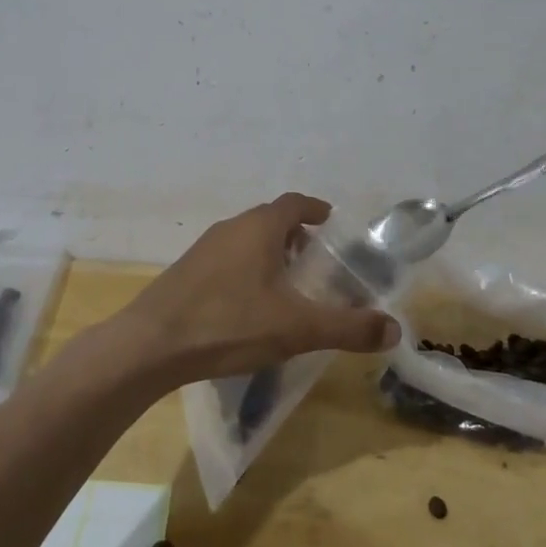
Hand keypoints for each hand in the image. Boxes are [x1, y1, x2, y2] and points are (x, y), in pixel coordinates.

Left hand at [110, 193, 400, 388]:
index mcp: (259, 228)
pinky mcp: (187, 271)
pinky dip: (247, 268)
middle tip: (316, 260)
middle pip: (270, 220)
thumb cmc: (229, 323)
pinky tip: (249, 304)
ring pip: (246, 239)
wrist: (151, 344)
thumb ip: (347, 327)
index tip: (330, 222)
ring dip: (270, 252)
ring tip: (287, 285)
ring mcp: (205, 248)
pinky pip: (227, 258)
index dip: (315, 209)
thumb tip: (394, 328)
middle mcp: (231, 228)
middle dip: (295, 235)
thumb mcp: (296, 328)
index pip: (294, 203)